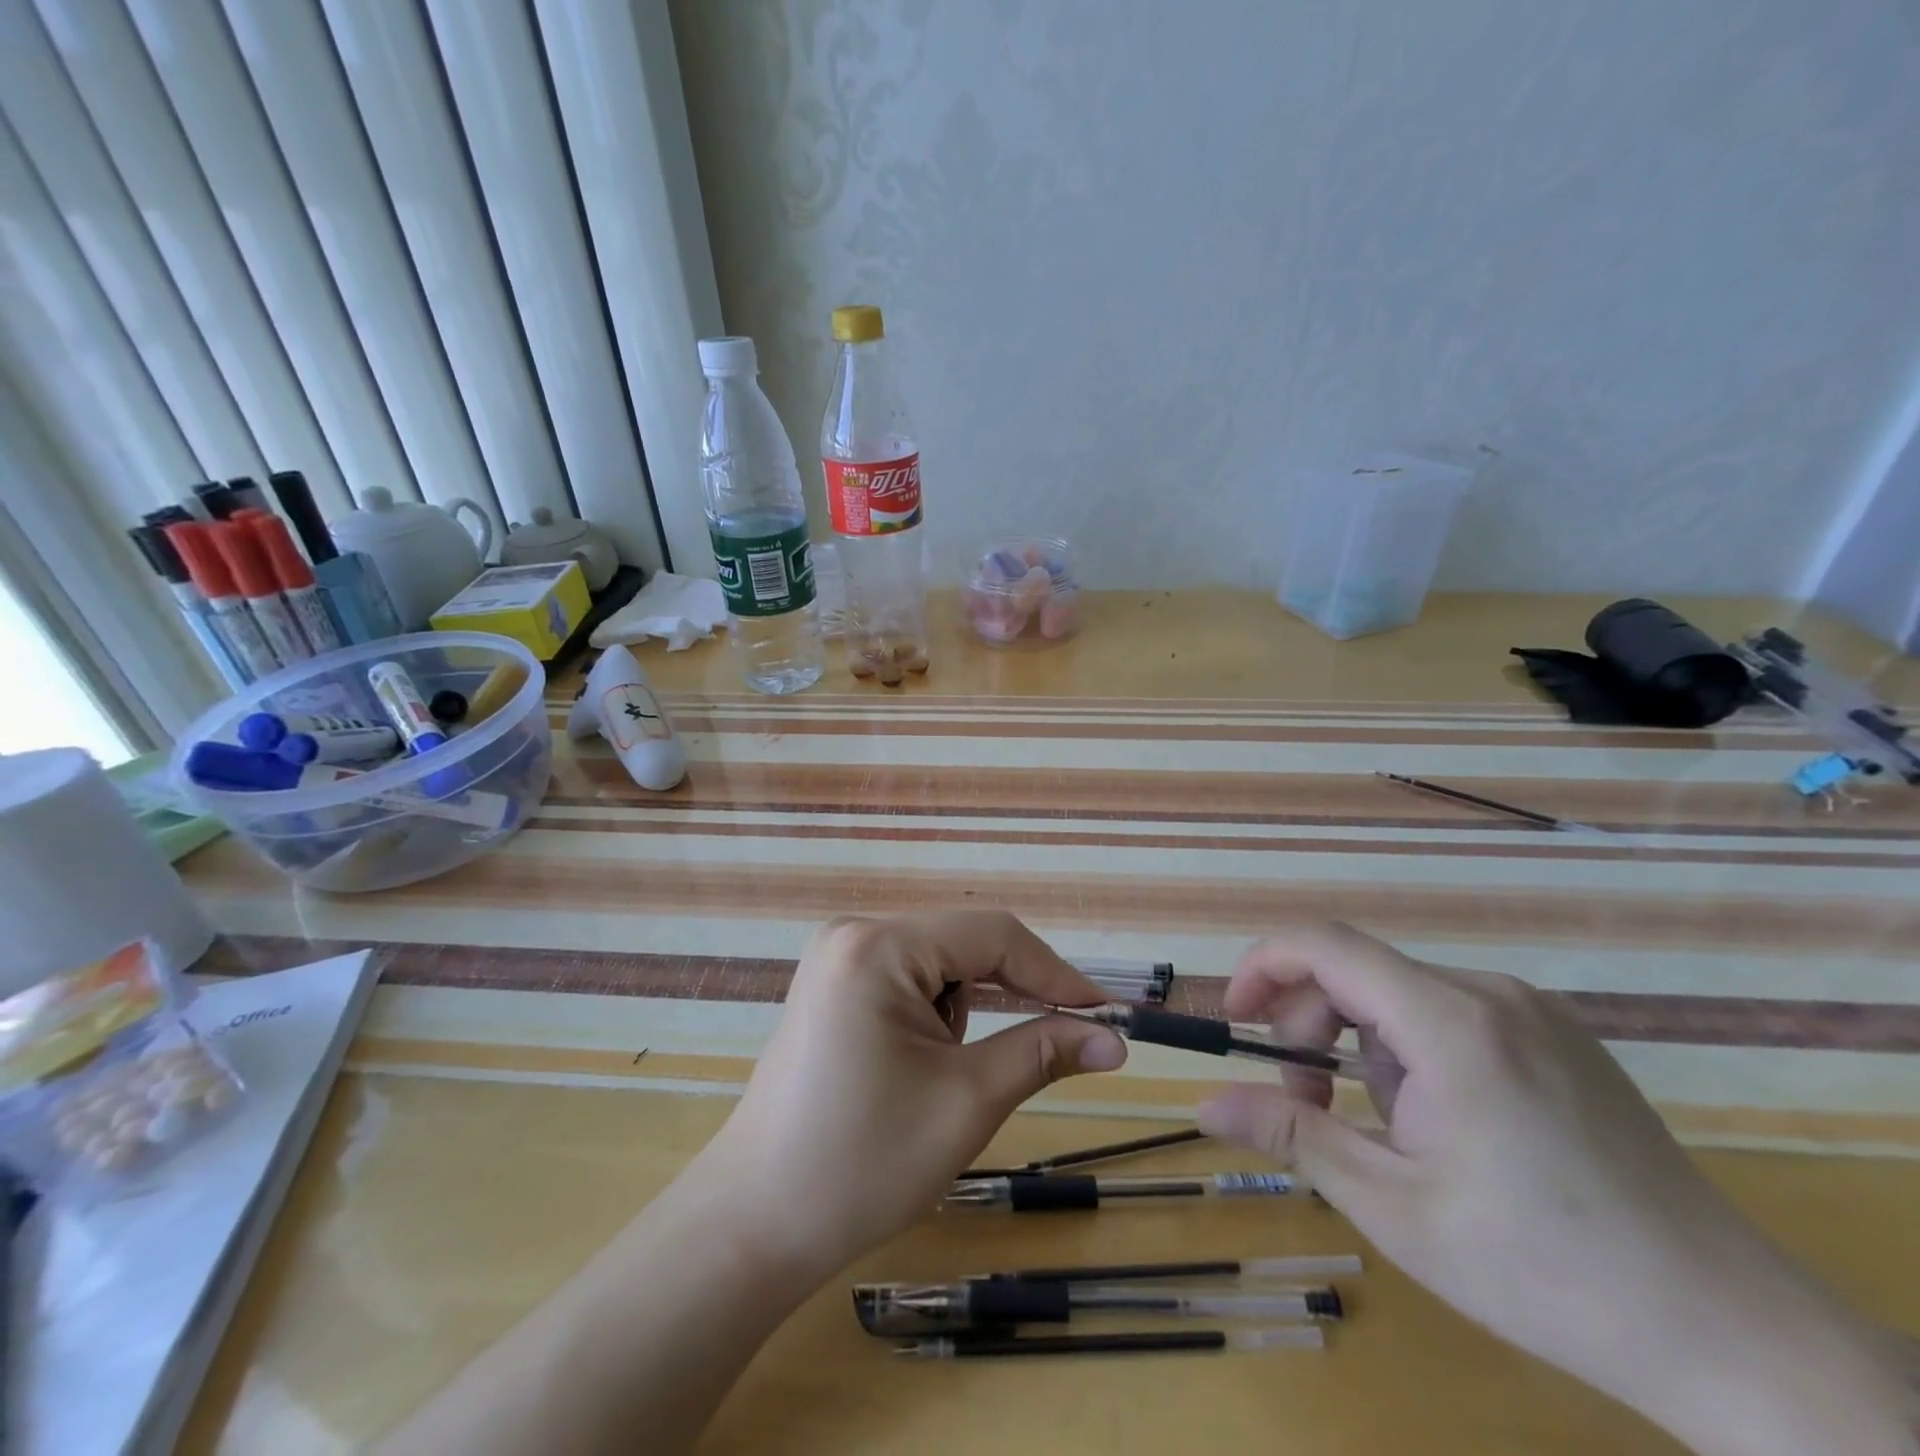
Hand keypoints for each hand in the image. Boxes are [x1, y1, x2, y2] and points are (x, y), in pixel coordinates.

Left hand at [691, 911, 1126, 1281]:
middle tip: (1065, 1042)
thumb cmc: (863, 1163)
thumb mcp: (966, 1102)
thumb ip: (1043, 1052)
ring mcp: (838, 955)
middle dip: (1015, 993)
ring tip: (952, 1076)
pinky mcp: (833, 982)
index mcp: (878, 946)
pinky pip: (908, 978)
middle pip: (963, 943)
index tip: (1108, 1015)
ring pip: (938, 963)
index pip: (991, 935)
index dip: (1056, 973)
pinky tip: (925, 1063)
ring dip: (970, 1009)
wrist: (756, 1222)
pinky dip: (938, 1012)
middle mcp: (854, 932)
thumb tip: (1115, 1039)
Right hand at [1197, 923, 1914, 1455]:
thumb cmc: (1542, 1268)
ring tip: (1389, 1133)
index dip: (1262, 966)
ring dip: (1363, 1050)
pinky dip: (1412, 1053)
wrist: (1730, 1333)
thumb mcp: (1393, 1206)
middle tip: (1311, 1107)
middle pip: (1360, 973)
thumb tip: (1205, 1103)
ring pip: (1401, 997)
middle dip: (1312, 1028)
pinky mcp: (1557, 1036)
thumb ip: (1292, 1134)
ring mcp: (1532, 1011)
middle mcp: (1491, 994)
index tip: (1235, 1020)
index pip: (1325, 944)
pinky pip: (1449, 1015)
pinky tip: (1445, 1124)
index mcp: (1451, 1022)